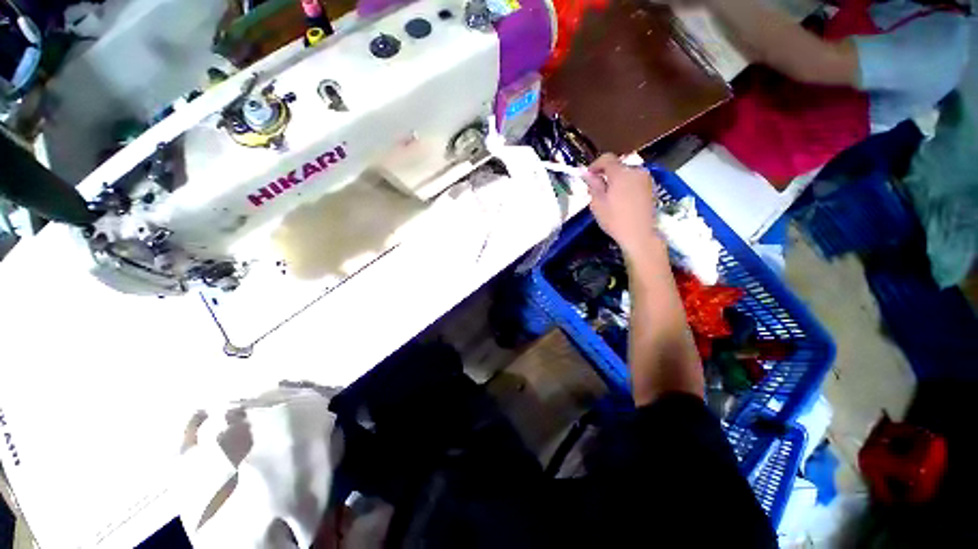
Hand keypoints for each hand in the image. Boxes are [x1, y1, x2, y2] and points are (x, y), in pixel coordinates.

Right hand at [584, 154, 660, 255]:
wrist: (640, 234)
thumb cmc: (615, 219)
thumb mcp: (598, 203)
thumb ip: (593, 185)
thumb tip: (587, 174)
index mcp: (621, 173)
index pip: (606, 158)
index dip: (595, 165)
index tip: (587, 176)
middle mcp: (636, 171)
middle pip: (617, 165)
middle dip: (605, 174)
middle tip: (596, 189)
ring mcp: (646, 179)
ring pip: (626, 173)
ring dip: (615, 180)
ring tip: (608, 196)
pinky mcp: (651, 187)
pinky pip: (633, 180)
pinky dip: (625, 185)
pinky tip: (620, 200)